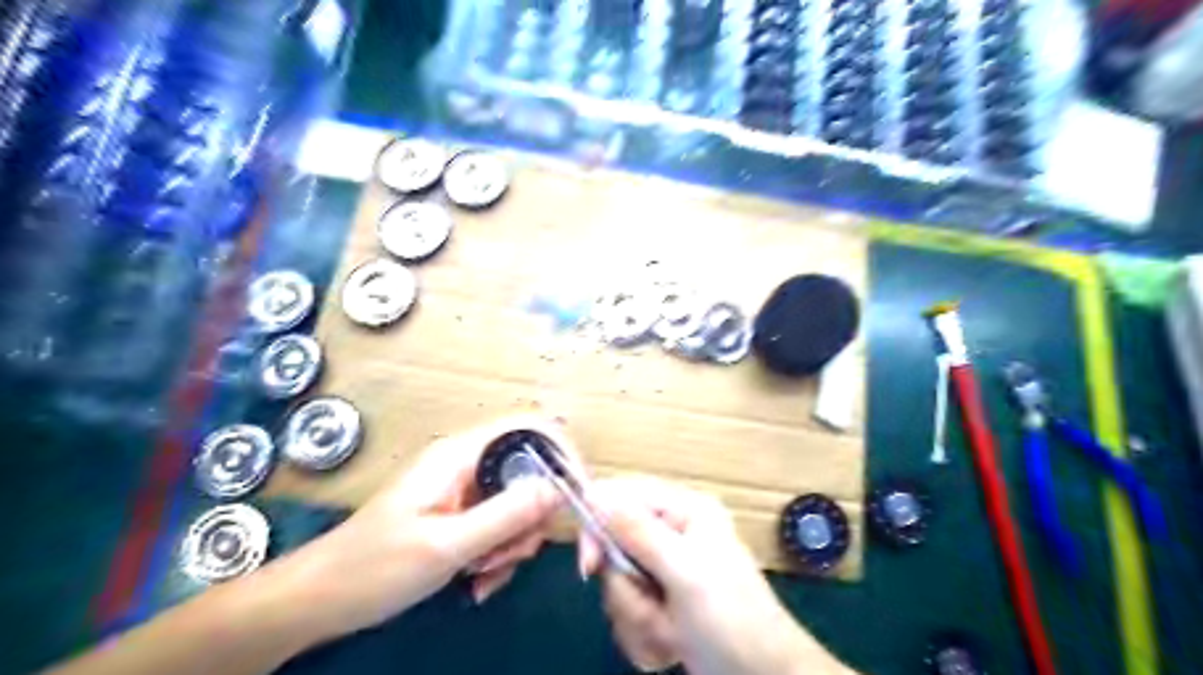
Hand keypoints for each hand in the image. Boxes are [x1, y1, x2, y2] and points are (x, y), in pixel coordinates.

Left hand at [280, 414, 567, 639]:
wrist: (322, 599)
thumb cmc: (374, 567)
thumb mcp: (446, 545)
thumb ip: (505, 515)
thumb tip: (558, 489)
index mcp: (462, 454)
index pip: (532, 430)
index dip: (563, 455)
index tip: (577, 499)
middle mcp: (470, 463)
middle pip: (532, 474)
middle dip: (531, 520)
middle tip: (507, 557)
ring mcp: (467, 490)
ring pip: (520, 506)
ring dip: (512, 545)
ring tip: (480, 575)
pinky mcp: (463, 514)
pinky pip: (502, 527)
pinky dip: (500, 556)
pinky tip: (475, 583)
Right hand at [577, 475, 849, 674]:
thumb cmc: (730, 619)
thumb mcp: (684, 571)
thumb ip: (638, 532)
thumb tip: (594, 494)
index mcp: (683, 510)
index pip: (622, 496)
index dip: (598, 525)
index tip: (589, 565)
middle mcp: (671, 533)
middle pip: (614, 546)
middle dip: (628, 589)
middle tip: (651, 608)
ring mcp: (666, 570)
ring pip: (618, 584)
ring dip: (638, 616)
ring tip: (671, 632)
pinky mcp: (661, 602)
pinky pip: (627, 610)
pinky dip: (644, 633)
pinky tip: (671, 644)